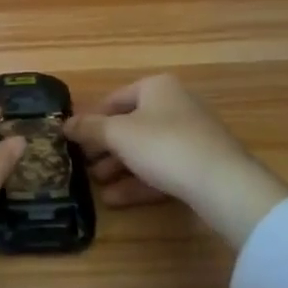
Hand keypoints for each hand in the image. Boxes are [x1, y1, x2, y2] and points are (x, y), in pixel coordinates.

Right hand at [66, 75, 287, 249]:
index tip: (73, 140)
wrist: (223, 184)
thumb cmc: (164, 145)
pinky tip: (116, 200)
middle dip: (105, 148)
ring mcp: (191, 136)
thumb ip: (89, 128)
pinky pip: (162, 170)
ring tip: (96, 187)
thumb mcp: (118, 134)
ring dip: (119, 168)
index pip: (115, 99)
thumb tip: (64, 124)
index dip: (91, 119)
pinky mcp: (200, 166)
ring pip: (145, 150)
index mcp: (157, 87)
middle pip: (130, 126)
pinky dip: (139, 182)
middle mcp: (175, 105)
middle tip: (83, 166)